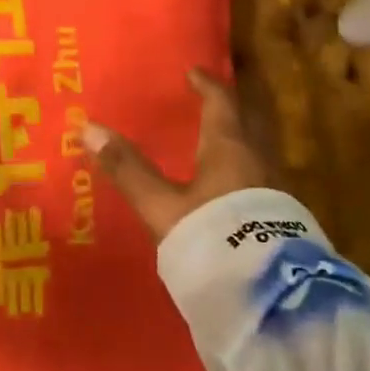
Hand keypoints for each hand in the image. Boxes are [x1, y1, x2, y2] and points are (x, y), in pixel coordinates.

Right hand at [80, 69, 275, 240]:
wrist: (272, 297)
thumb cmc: (214, 236)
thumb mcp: (162, 206)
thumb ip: (128, 169)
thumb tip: (88, 127)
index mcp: (229, 149)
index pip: (221, 104)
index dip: (207, 86)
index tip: (195, 73)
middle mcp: (258, 163)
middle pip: (245, 127)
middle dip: (226, 114)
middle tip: (207, 106)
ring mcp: (275, 194)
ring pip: (254, 157)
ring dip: (235, 147)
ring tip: (213, 150)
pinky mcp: (281, 223)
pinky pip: (259, 185)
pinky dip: (241, 178)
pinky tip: (228, 196)